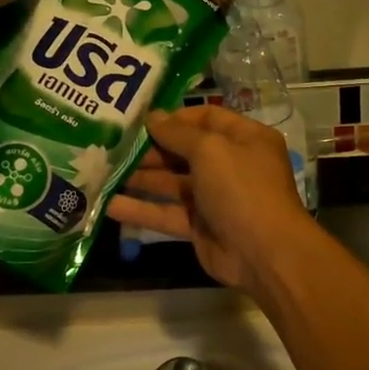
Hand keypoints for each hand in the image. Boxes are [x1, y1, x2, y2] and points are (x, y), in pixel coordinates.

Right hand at [109, 107, 318, 293]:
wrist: (264, 252)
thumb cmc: (242, 188)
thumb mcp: (211, 150)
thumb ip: (178, 133)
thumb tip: (153, 116)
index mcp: (244, 138)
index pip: (206, 118)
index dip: (174, 119)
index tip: (141, 120)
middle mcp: (231, 165)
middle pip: (186, 151)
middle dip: (152, 149)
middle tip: (114, 146)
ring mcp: (215, 198)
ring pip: (173, 183)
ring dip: (142, 178)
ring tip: (104, 171)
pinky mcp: (200, 227)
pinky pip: (167, 213)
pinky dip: (141, 210)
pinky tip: (109, 205)